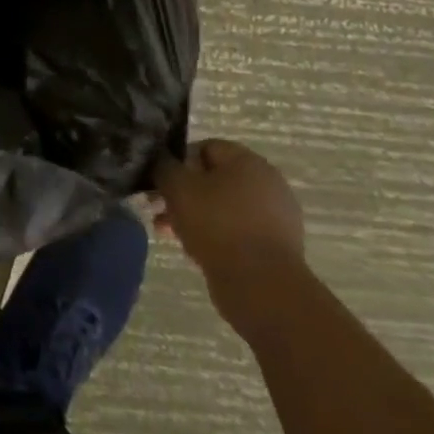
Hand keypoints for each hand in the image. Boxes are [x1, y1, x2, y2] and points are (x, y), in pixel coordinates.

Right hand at [153, 138, 305, 331]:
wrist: (260, 285)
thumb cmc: (216, 225)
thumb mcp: (177, 187)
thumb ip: (164, 166)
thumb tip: (160, 159)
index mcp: (248, 161)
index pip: (205, 147)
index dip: (177, 161)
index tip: (159, 181)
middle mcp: (268, 182)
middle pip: (214, 178)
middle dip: (182, 192)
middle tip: (158, 209)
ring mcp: (275, 216)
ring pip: (223, 206)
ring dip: (194, 215)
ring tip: (168, 231)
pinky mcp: (275, 245)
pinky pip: (236, 230)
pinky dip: (215, 234)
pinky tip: (194, 249)